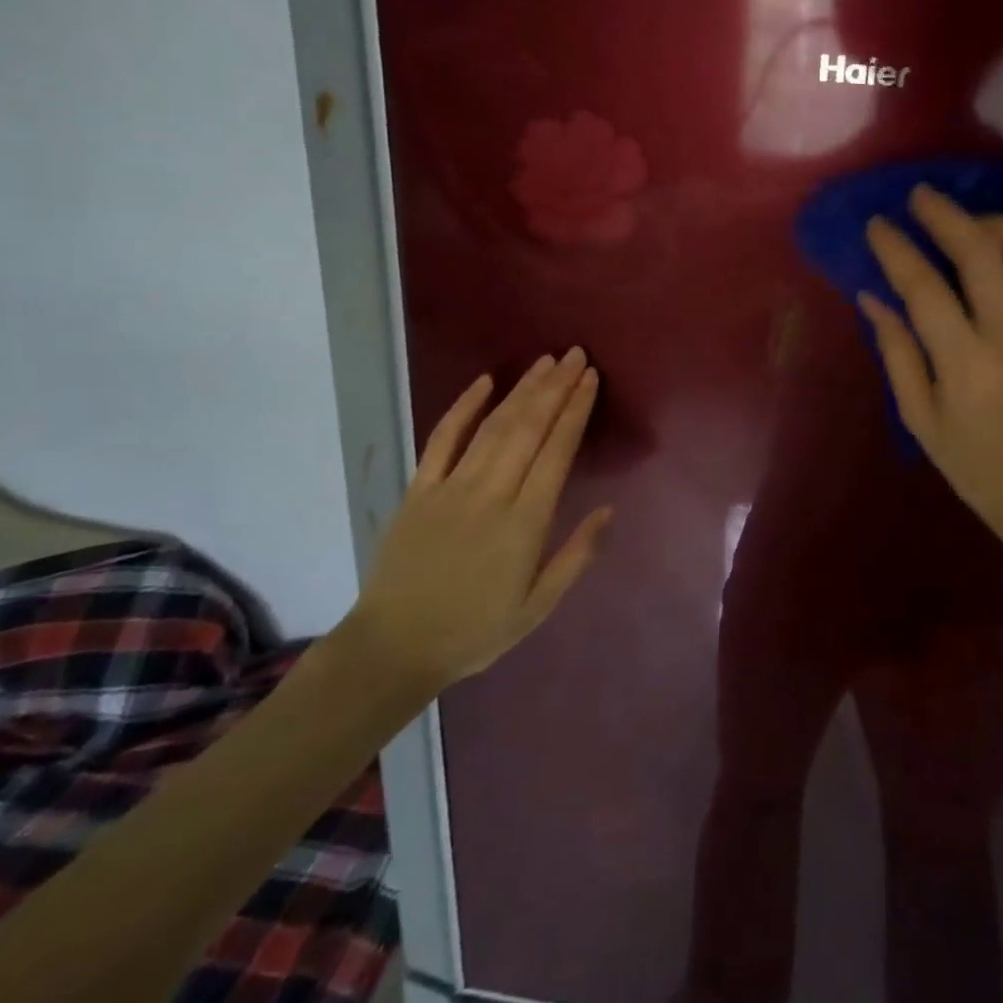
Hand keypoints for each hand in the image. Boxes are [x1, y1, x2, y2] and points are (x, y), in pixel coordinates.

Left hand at [344, 350, 611, 692]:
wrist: (393, 648)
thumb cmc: (475, 631)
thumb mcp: (538, 608)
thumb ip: (577, 557)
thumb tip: (609, 510)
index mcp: (525, 523)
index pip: (557, 451)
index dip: (575, 411)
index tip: (590, 379)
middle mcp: (492, 494)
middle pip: (529, 428)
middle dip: (556, 387)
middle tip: (575, 354)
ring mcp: (451, 487)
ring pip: (494, 426)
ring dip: (522, 389)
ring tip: (546, 362)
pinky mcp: (419, 490)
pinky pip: (442, 439)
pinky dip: (463, 407)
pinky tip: (484, 382)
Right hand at [858, 186, 1002, 550]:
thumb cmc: (971, 463)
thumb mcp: (920, 417)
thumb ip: (897, 352)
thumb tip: (873, 296)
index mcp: (966, 365)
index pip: (926, 290)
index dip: (898, 251)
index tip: (877, 225)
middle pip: (983, 255)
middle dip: (946, 217)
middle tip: (919, 195)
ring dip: (998, 225)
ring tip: (968, 220)